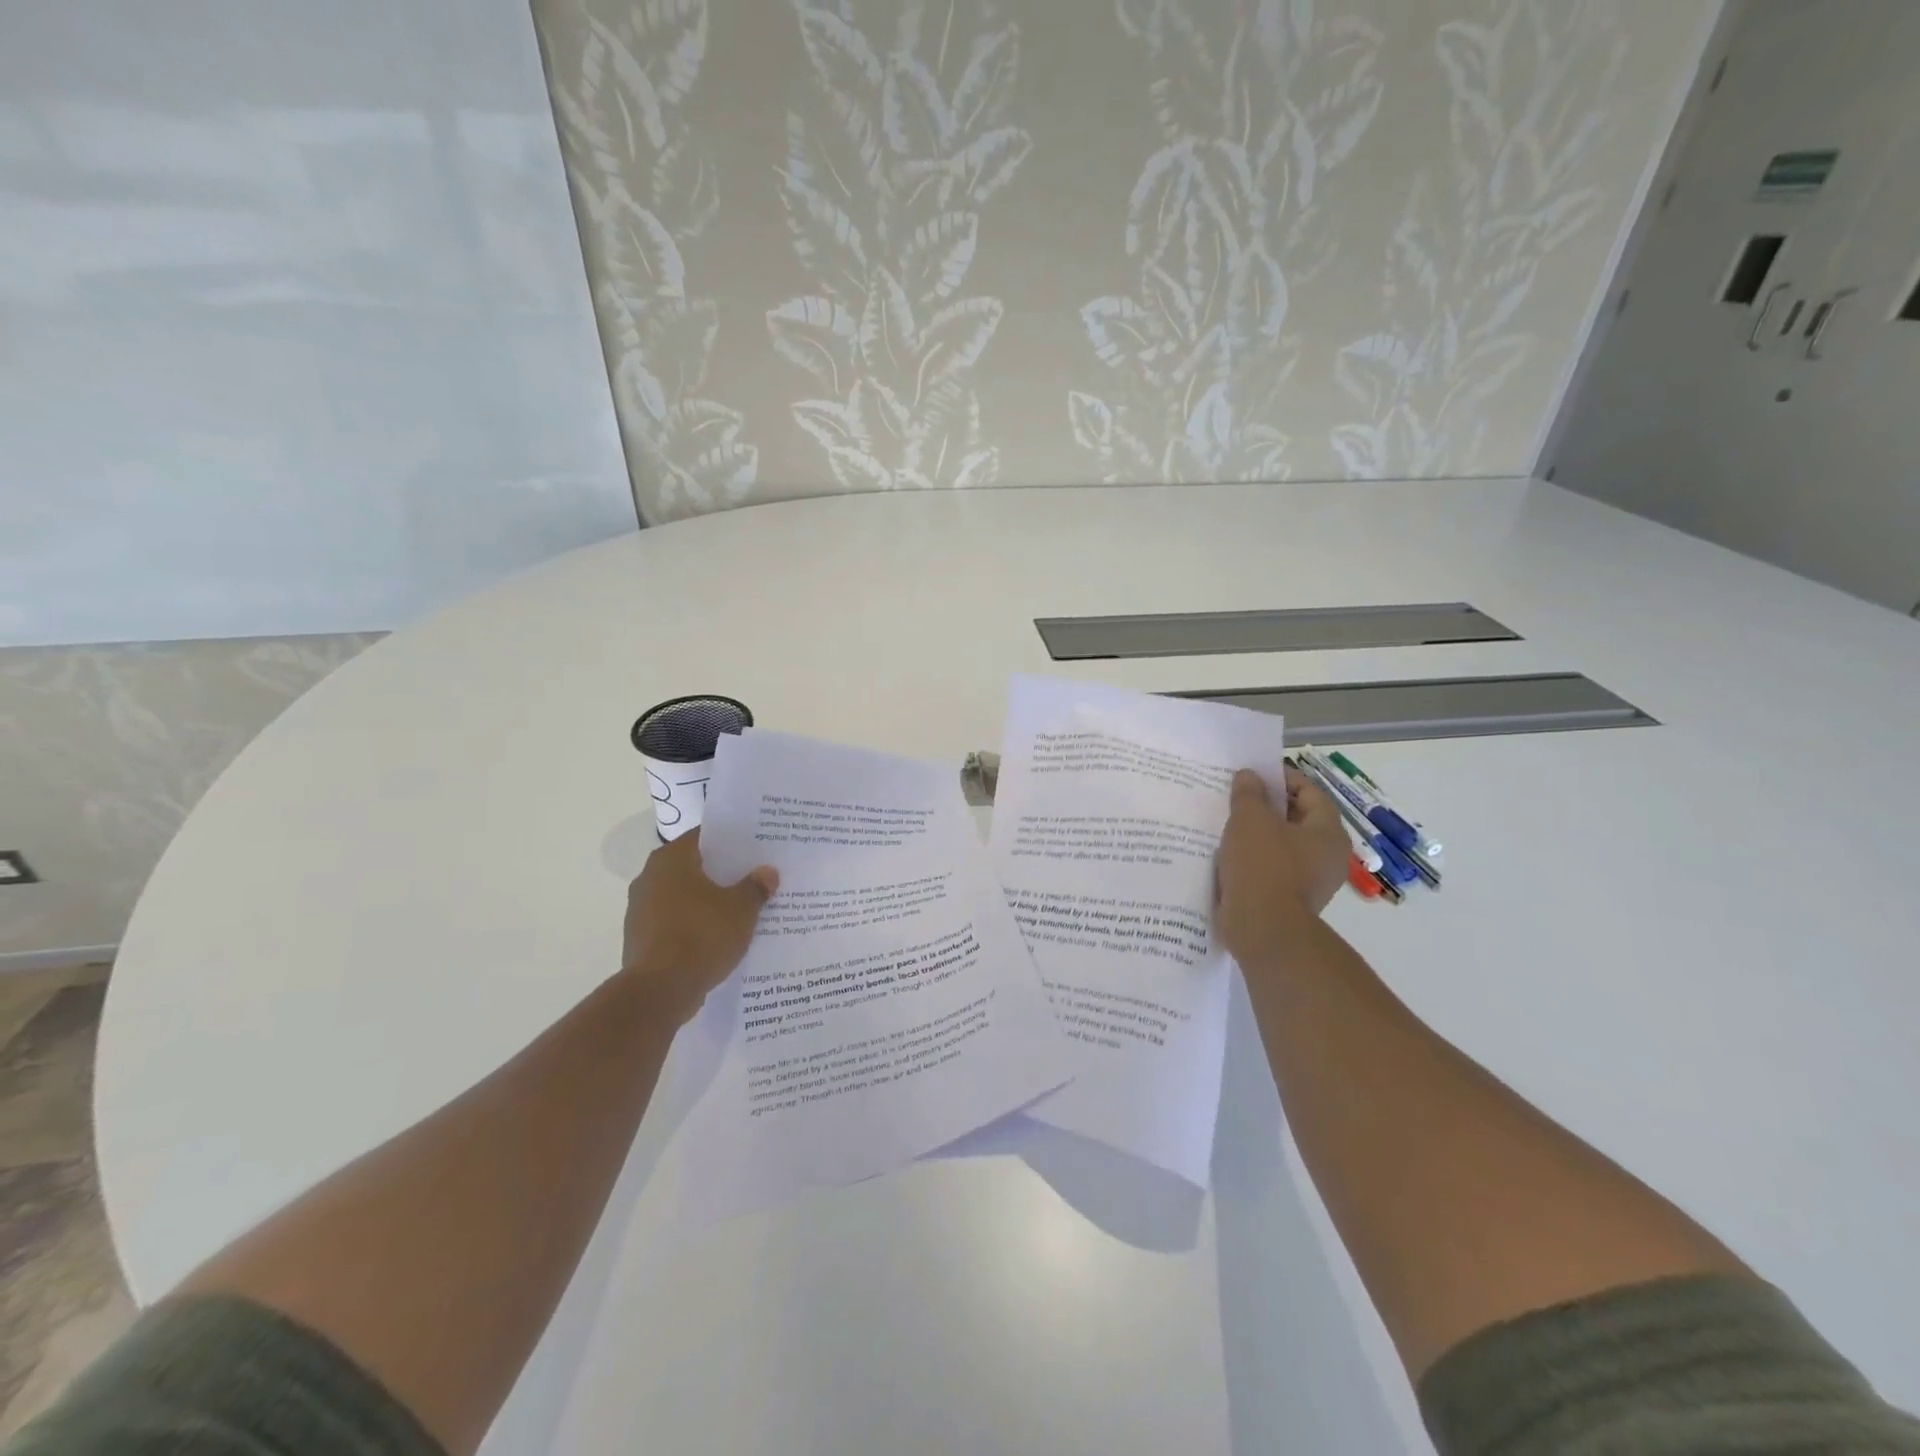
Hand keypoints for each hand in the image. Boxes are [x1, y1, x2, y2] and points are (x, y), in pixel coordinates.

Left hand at [621, 830, 778, 1023]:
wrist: (659, 992)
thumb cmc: (701, 936)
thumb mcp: (741, 910)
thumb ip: (755, 887)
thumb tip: (767, 872)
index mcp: (671, 860)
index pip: (704, 837)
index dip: (731, 841)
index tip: (754, 847)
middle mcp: (649, 877)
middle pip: (693, 866)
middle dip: (722, 873)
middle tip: (753, 876)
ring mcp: (640, 909)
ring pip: (684, 896)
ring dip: (707, 901)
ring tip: (740, 908)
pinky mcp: (641, 938)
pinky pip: (675, 921)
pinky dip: (694, 924)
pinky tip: (719, 936)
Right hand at [1214, 764, 1349, 966]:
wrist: (1262, 930)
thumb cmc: (1263, 867)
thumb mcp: (1250, 820)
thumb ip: (1249, 793)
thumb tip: (1249, 776)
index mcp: (1328, 833)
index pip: (1310, 792)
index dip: (1283, 778)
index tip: (1254, 773)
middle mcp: (1326, 856)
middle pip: (1297, 819)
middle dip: (1267, 806)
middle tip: (1236, 796)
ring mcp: (1309, 881)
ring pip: (1281, 845)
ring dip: (1257, 834)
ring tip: (1226, 824)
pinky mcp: (1287, 900)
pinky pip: (1270, 869)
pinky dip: (1252, 859)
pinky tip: (1227, 855)